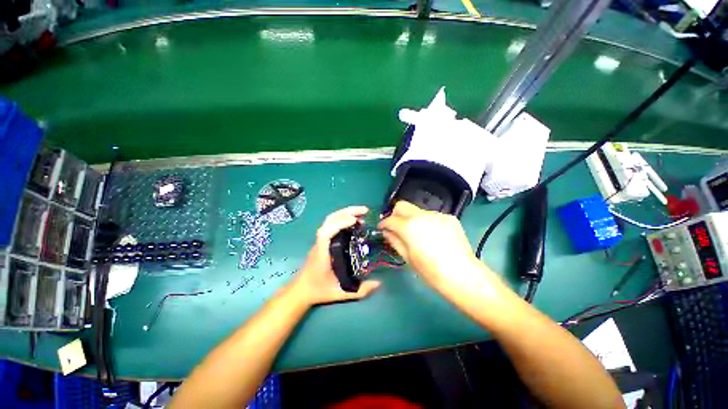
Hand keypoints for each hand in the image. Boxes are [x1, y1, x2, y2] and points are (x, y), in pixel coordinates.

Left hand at [290, 206, 380, 305]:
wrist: (301, 290)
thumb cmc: (318, 290)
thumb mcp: (340, 293)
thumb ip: (360, 291)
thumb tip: (379, 283)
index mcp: (322, 253)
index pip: (325, 233)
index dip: (339, 224)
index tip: (355, 221)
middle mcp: (320, 243)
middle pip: (329, 220)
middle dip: (347, 212)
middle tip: (365, 211)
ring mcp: (321, 240)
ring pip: (330, 220)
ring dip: (346, 213)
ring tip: (362, 214)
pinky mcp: (323, 240)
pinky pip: (332, 224)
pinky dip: (343, 219)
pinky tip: (354, 223)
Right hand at [378, 201, 497, 294]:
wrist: (462, 274)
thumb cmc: (430, 270)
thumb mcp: (407, 257)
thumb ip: (394, 240)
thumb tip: (387, 232)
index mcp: (409, 226)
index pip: (390, 219)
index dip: (383, 223)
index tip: (382, 228)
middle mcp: (421, 215)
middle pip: (402, 205)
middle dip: (395, 214)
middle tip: (396, 227)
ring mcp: (437, 214)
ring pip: (417, 210)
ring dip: (412, 219)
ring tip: (417, 234)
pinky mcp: (448, 217)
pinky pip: (431, 216)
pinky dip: (426, 222)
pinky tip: (432, 235)